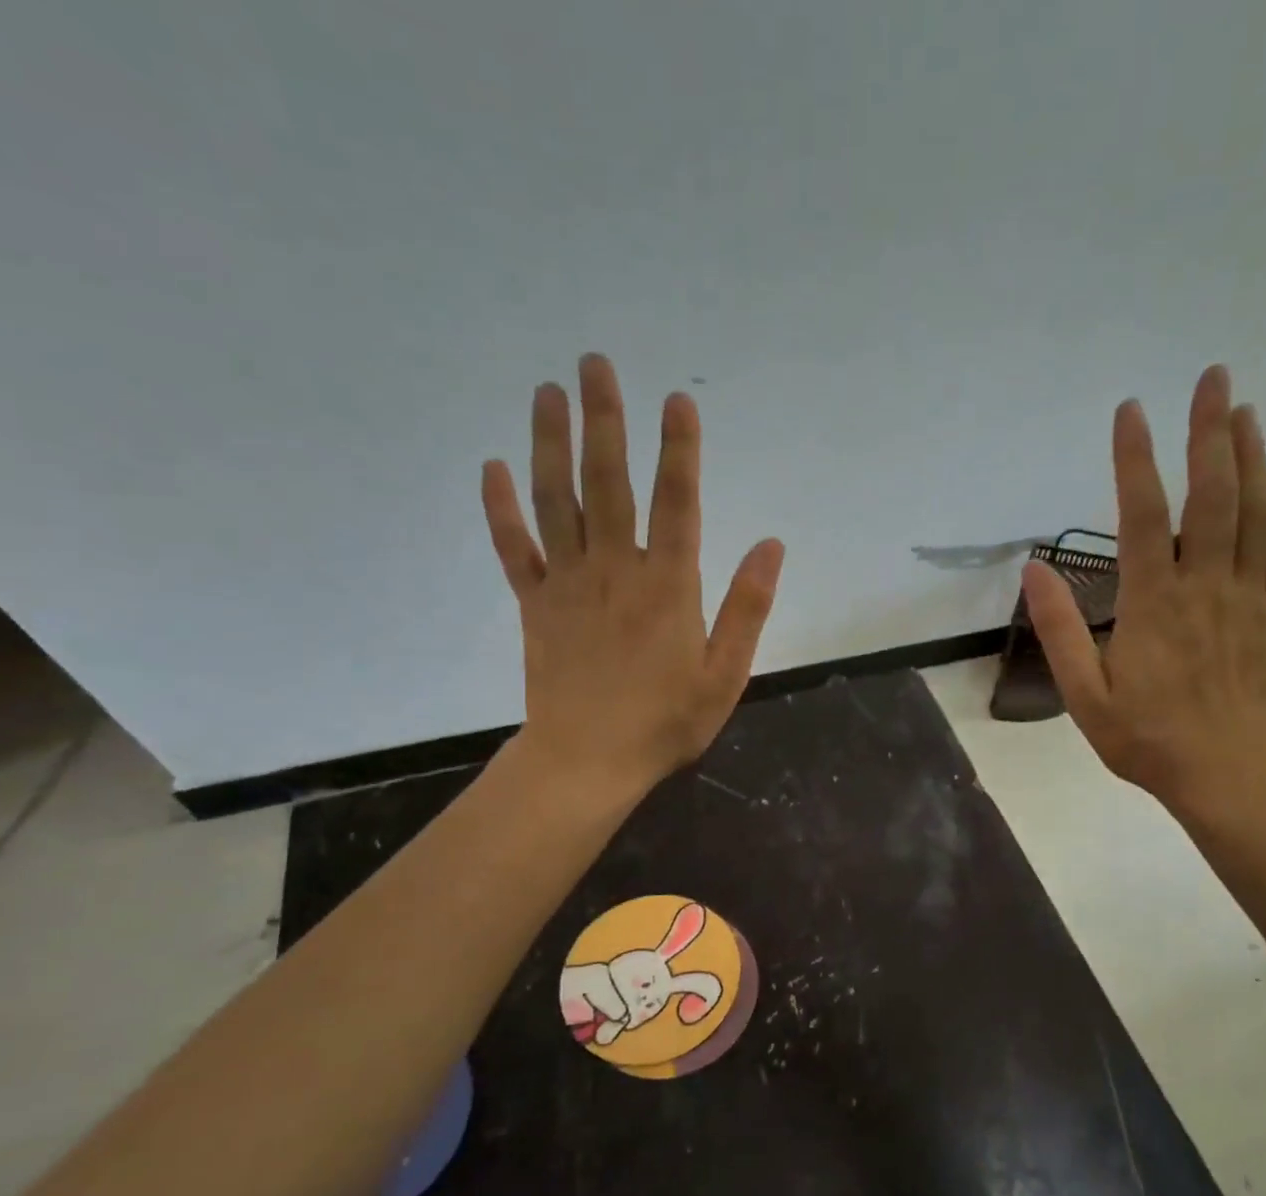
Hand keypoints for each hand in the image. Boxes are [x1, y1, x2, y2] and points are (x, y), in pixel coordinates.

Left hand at [481, 354, 783, 791]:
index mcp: (667, 586)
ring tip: (548, 392)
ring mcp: (568, 584)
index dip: (679, 450)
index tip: (677, 401)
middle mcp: (616, 570)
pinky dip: (501, 508)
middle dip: (605, 421)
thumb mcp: (725, 674)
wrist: (588, 761)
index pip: (677, 502)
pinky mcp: (535, 604)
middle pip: (609, 483)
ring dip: (551, 443)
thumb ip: (747, 608)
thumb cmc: (666, 722)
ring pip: (557, 501)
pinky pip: (514, 548)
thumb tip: (771, 546)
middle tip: (594, 364)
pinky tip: (494, 467)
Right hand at [1023, 365, 1265, 821]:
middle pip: (1212, 496)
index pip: (1143, 517)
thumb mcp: (1085, 696)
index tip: (1131, 411)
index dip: (1136, 460)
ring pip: (1256, 512)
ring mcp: (1247, 597)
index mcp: (1153, 605)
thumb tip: (1033, 570)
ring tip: (1244, 409)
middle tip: (1212, 379)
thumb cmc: (1147, 739)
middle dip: (1210, 432)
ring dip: (1251, 455)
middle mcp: (1205, 587)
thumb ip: (1060, 630)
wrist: (1230, 777)